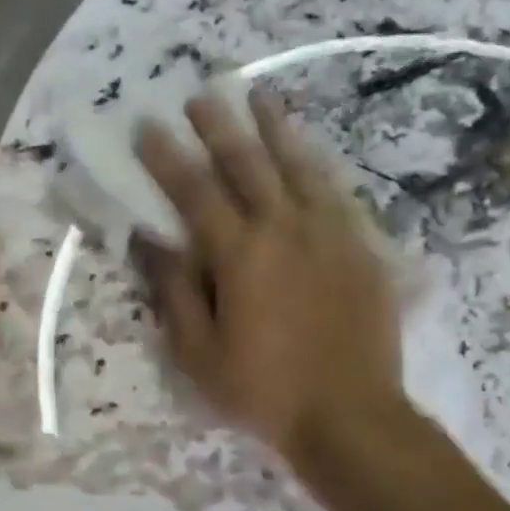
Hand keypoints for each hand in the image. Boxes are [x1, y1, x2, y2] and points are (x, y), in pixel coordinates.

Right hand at [136, 89, 403, 464]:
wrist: (350, 414)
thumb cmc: (263, 390)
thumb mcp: (198, 354)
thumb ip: (175, 292)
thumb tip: (152, 241)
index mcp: (240, 255)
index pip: (195, 191)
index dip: (167, 157)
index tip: (148, 126)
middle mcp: (285, 228)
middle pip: (248, 163)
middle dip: (219, 126)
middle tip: (200, 96)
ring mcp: (330, 234)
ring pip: (299, 166)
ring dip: (275, 128)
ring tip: (259, 97)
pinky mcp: (361, 248)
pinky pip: (336, 192)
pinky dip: (317, 165)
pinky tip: (310, 154)